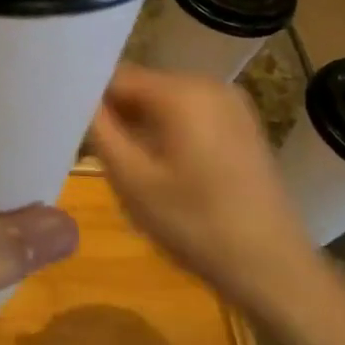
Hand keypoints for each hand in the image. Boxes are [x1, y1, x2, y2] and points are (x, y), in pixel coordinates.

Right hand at [90, 63, 329, 327]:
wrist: (273, 269)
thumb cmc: (195, 224)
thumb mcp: (131, 179)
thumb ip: (99, 129)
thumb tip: (76, 96)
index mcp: (181, 91)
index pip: (115, 75)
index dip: (88, 98)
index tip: (71, 127)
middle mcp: (209, 84)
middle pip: (141, 86)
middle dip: (116, 115)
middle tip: (97, 154)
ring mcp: (231, 104)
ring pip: (163, 102)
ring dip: (140, 126)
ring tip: (130, 167)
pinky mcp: (242, 126)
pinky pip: (189, 115)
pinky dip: (167, 133)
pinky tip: (163, 171)